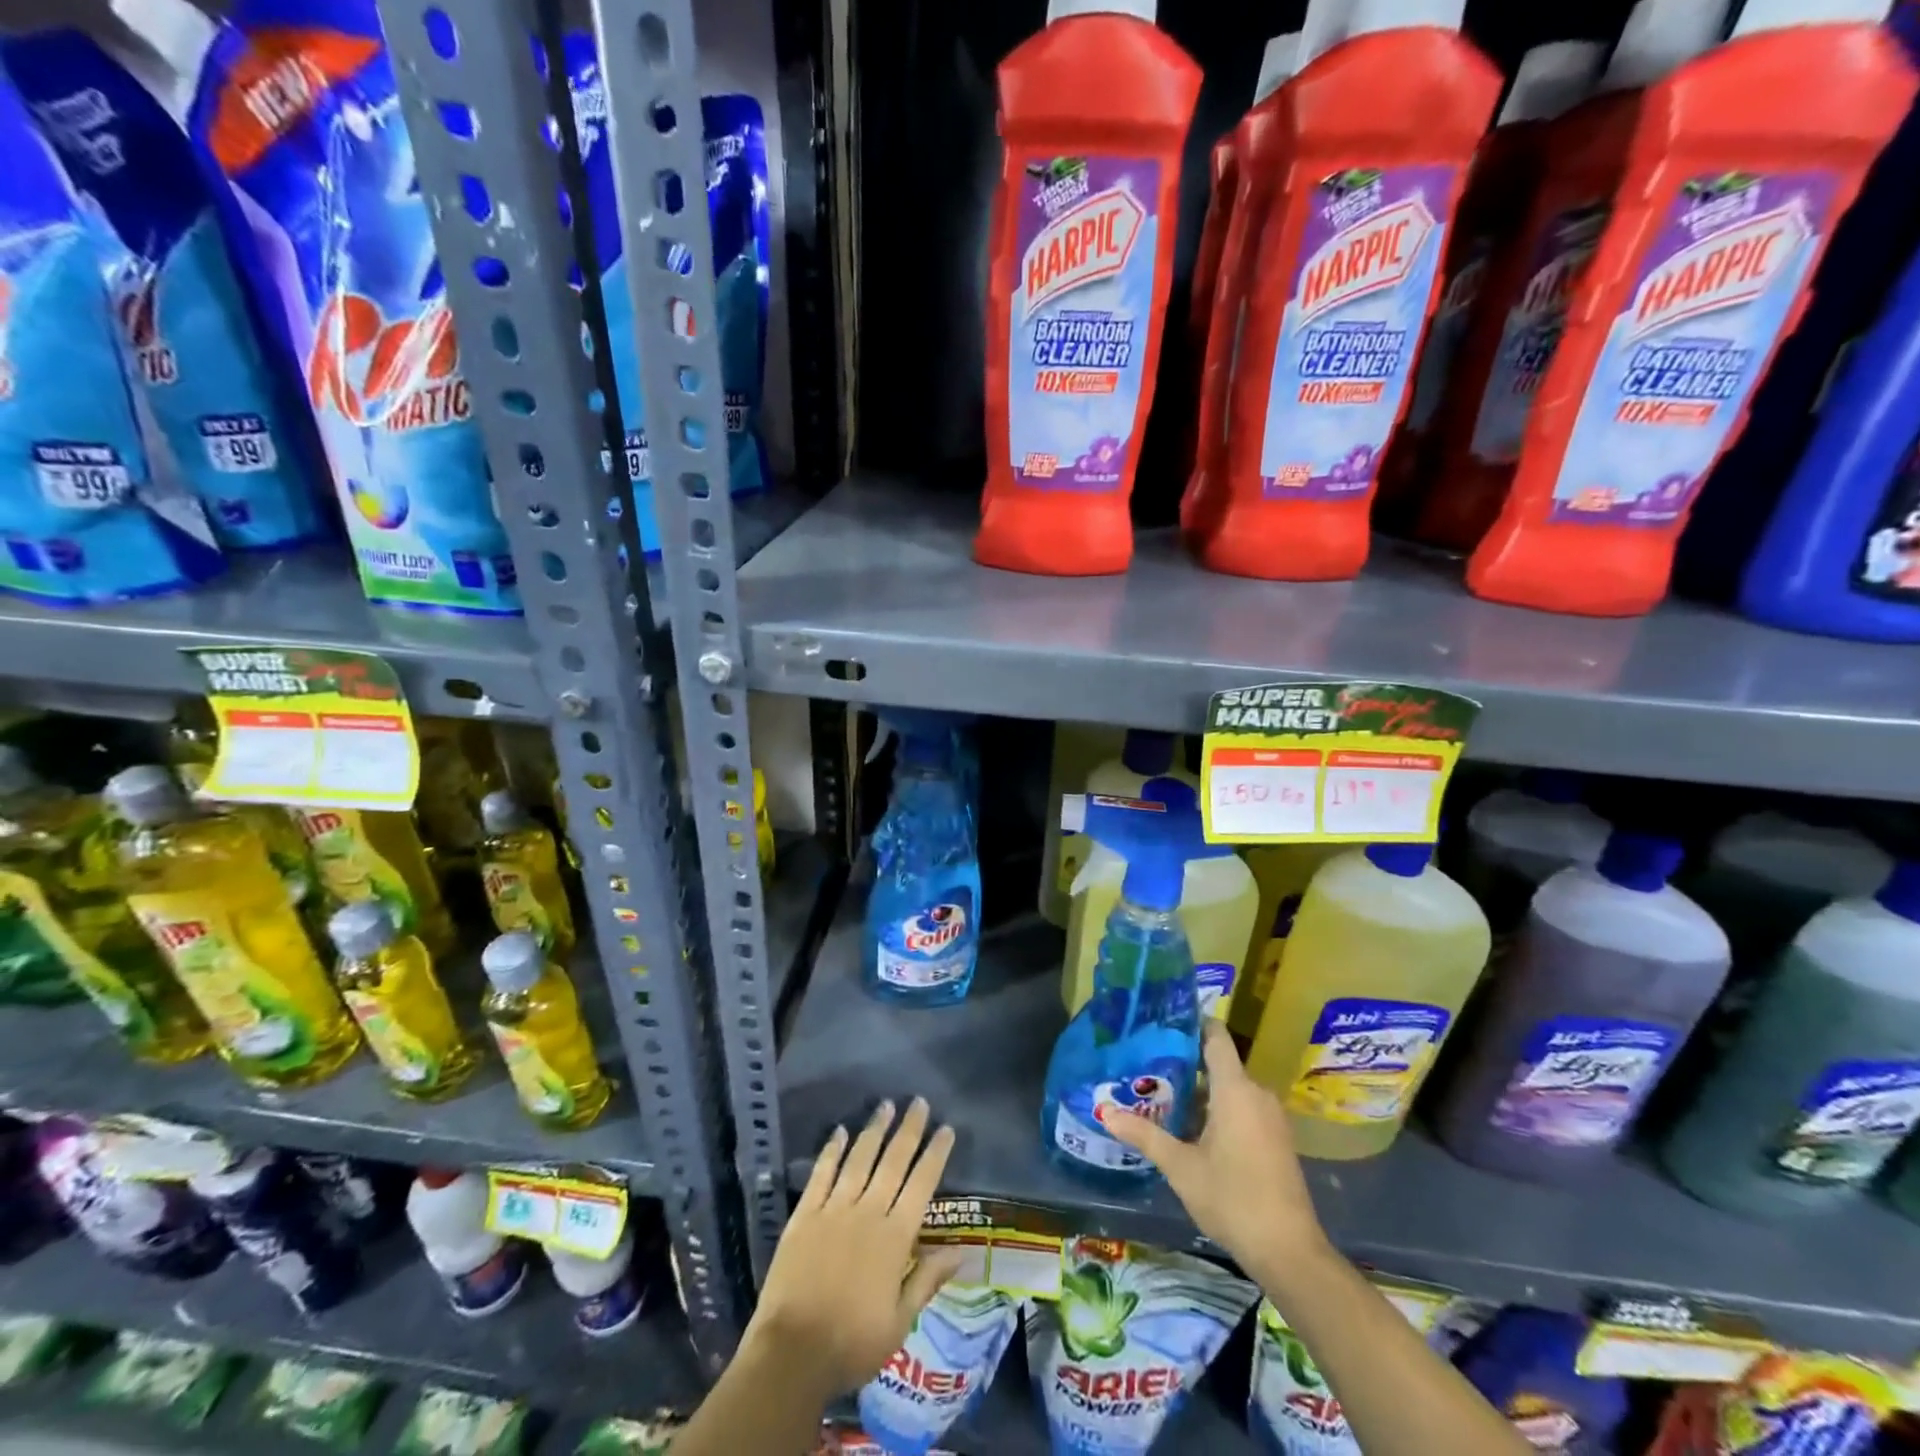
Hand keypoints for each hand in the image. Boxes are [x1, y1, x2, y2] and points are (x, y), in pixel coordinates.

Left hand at [747, 1098, 963, 1394]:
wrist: (792, 1354)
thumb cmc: (852, 1344)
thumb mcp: (899, 1322)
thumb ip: (927, 1280)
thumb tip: (960, 1251)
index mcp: (895, 1238)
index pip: (921, 1184)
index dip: (935, 1154)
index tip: (946, 1128)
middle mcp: (868, 1213)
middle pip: (893, 1162)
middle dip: (908, 1130)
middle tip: (918, 1102)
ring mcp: (834, 1210)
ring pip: (859, 1159)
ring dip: (874, 1130)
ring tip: (885, 1105)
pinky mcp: (804, 1215)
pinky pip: (821, 1174)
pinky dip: (832, 1150)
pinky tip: (840, 1131)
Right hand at [1106, 1021, 1326, 1276]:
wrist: (1290, 1252)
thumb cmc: (1232, 1198)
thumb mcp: (1180, 1167)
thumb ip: (1144, 1134)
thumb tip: (1105, 1112)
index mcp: (1235, 1089)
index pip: (1215, 1037)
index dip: (1192, 1023)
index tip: (1163, 1021)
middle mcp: (1257, 1094)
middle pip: (1218, 1064)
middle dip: (1184, 1064)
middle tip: (1147, 1066)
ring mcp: (1270, 1117)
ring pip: (1230, 1089)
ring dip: (1200, 1092)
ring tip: (1161, 1096)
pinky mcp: (1276, 1139)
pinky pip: (1243, 1108)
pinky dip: (1218, 1110)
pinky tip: (1192, 1129)